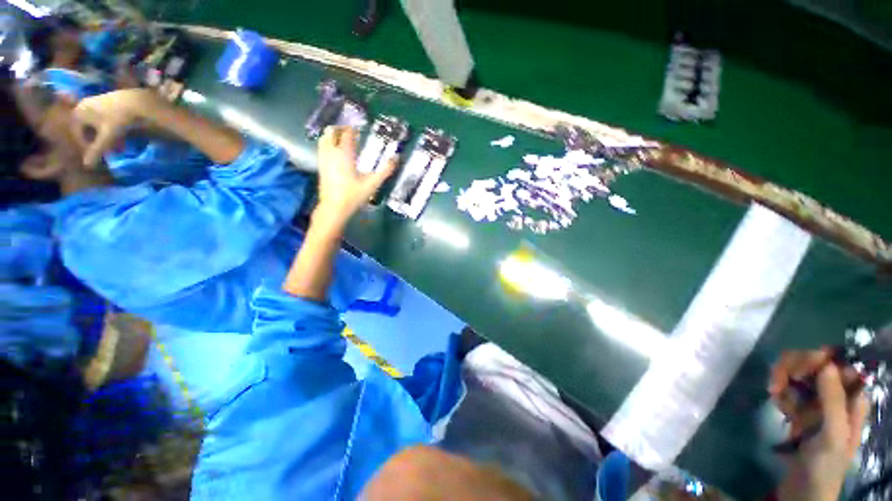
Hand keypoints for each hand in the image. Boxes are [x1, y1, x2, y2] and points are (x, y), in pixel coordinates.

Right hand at [71, 88, 159, 166]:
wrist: (137, 101)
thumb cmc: (118, 119)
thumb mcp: (107, 137)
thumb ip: (96, 151)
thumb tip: (87, 166)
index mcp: (78, 113)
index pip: (78, 134)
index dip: (87, 146)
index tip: (100, 155)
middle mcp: (83, 105)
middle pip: (87, 130)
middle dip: (97, 142)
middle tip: (110, 151)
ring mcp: (95, 102)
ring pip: (96, 125)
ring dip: (105, 137)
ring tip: (118, 146)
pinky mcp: (107, 101)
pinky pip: (104, 119)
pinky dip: (111, 129)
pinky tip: (122, 136)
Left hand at [314, 126, 397, 229]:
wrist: (334, 208)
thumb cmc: (354, 195)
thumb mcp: (373, 184)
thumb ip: (385, 170)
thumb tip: (396, 158)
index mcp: (344, 154)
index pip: (347, 134)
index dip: (353, 129)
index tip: (360, 127)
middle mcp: (331, 153)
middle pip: (331, 132)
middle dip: (340, 128)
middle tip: (351, 131)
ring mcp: (324, 159)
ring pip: (324, 139)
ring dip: (332, 135)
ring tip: (342, 138)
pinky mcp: (321, 167)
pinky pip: (322, 148)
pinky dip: (328, 144)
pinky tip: (335, 151)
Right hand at [769, 349, 868, 500]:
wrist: (802, 490)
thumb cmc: (825, 464)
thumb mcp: (833, 435)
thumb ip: (834, 400)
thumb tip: (826, 363)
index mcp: (852, 400)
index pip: (841, 365)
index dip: (821, 359)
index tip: (801, 368)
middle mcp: (836, 396)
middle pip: (817, 366)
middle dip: (795, 368)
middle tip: (778, 380)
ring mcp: (817, 404)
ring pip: (799, 375)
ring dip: (783, 380)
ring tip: (773, 393)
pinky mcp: (800, 410)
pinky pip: (789, 391)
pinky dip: (780, 393)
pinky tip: (777, 405)